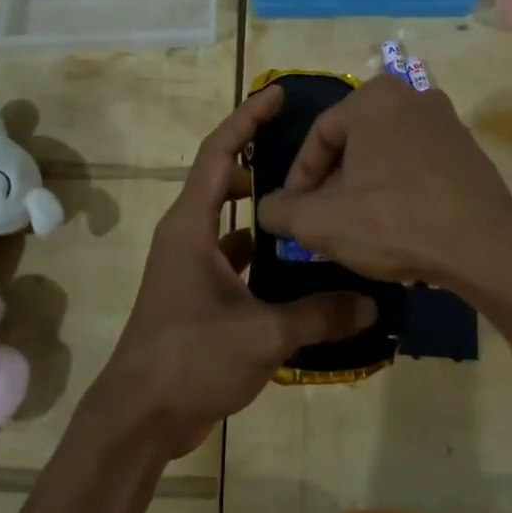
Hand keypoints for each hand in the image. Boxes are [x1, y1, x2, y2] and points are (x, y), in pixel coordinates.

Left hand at [90, 85, 374, 459]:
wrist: (139, 417)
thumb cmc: (190, 358)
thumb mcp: (262, 333)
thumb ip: (320, 314)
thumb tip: (373, 303)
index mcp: (190, 227)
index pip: (218, 152)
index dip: (247, 118)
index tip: (278, 95)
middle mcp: (186, 237)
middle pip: (222, 180)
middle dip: (260, 162)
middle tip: (307, 157)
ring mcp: (189, 268)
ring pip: (230, 223)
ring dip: (263, 213)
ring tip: (312, 207)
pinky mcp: (197, 296)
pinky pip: (233, 259)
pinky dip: (261, 256)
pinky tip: (298, 269)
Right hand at [255, 73, 511, 285]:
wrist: (484, 246)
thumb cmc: (393, 221)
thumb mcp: (321, 222)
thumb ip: (281, 211)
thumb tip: (268, 209)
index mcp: (373, 97)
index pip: (318, 137)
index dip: (298, 180)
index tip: (294, 215)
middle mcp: (412, 96)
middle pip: (352, 143)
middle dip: (332, 183)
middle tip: (323, 220)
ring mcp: (446, 121)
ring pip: (384, 154)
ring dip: (363, 187)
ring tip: (356, 226)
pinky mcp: (468, 149)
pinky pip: (416, 164)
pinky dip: (397, 188)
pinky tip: (396, 224)